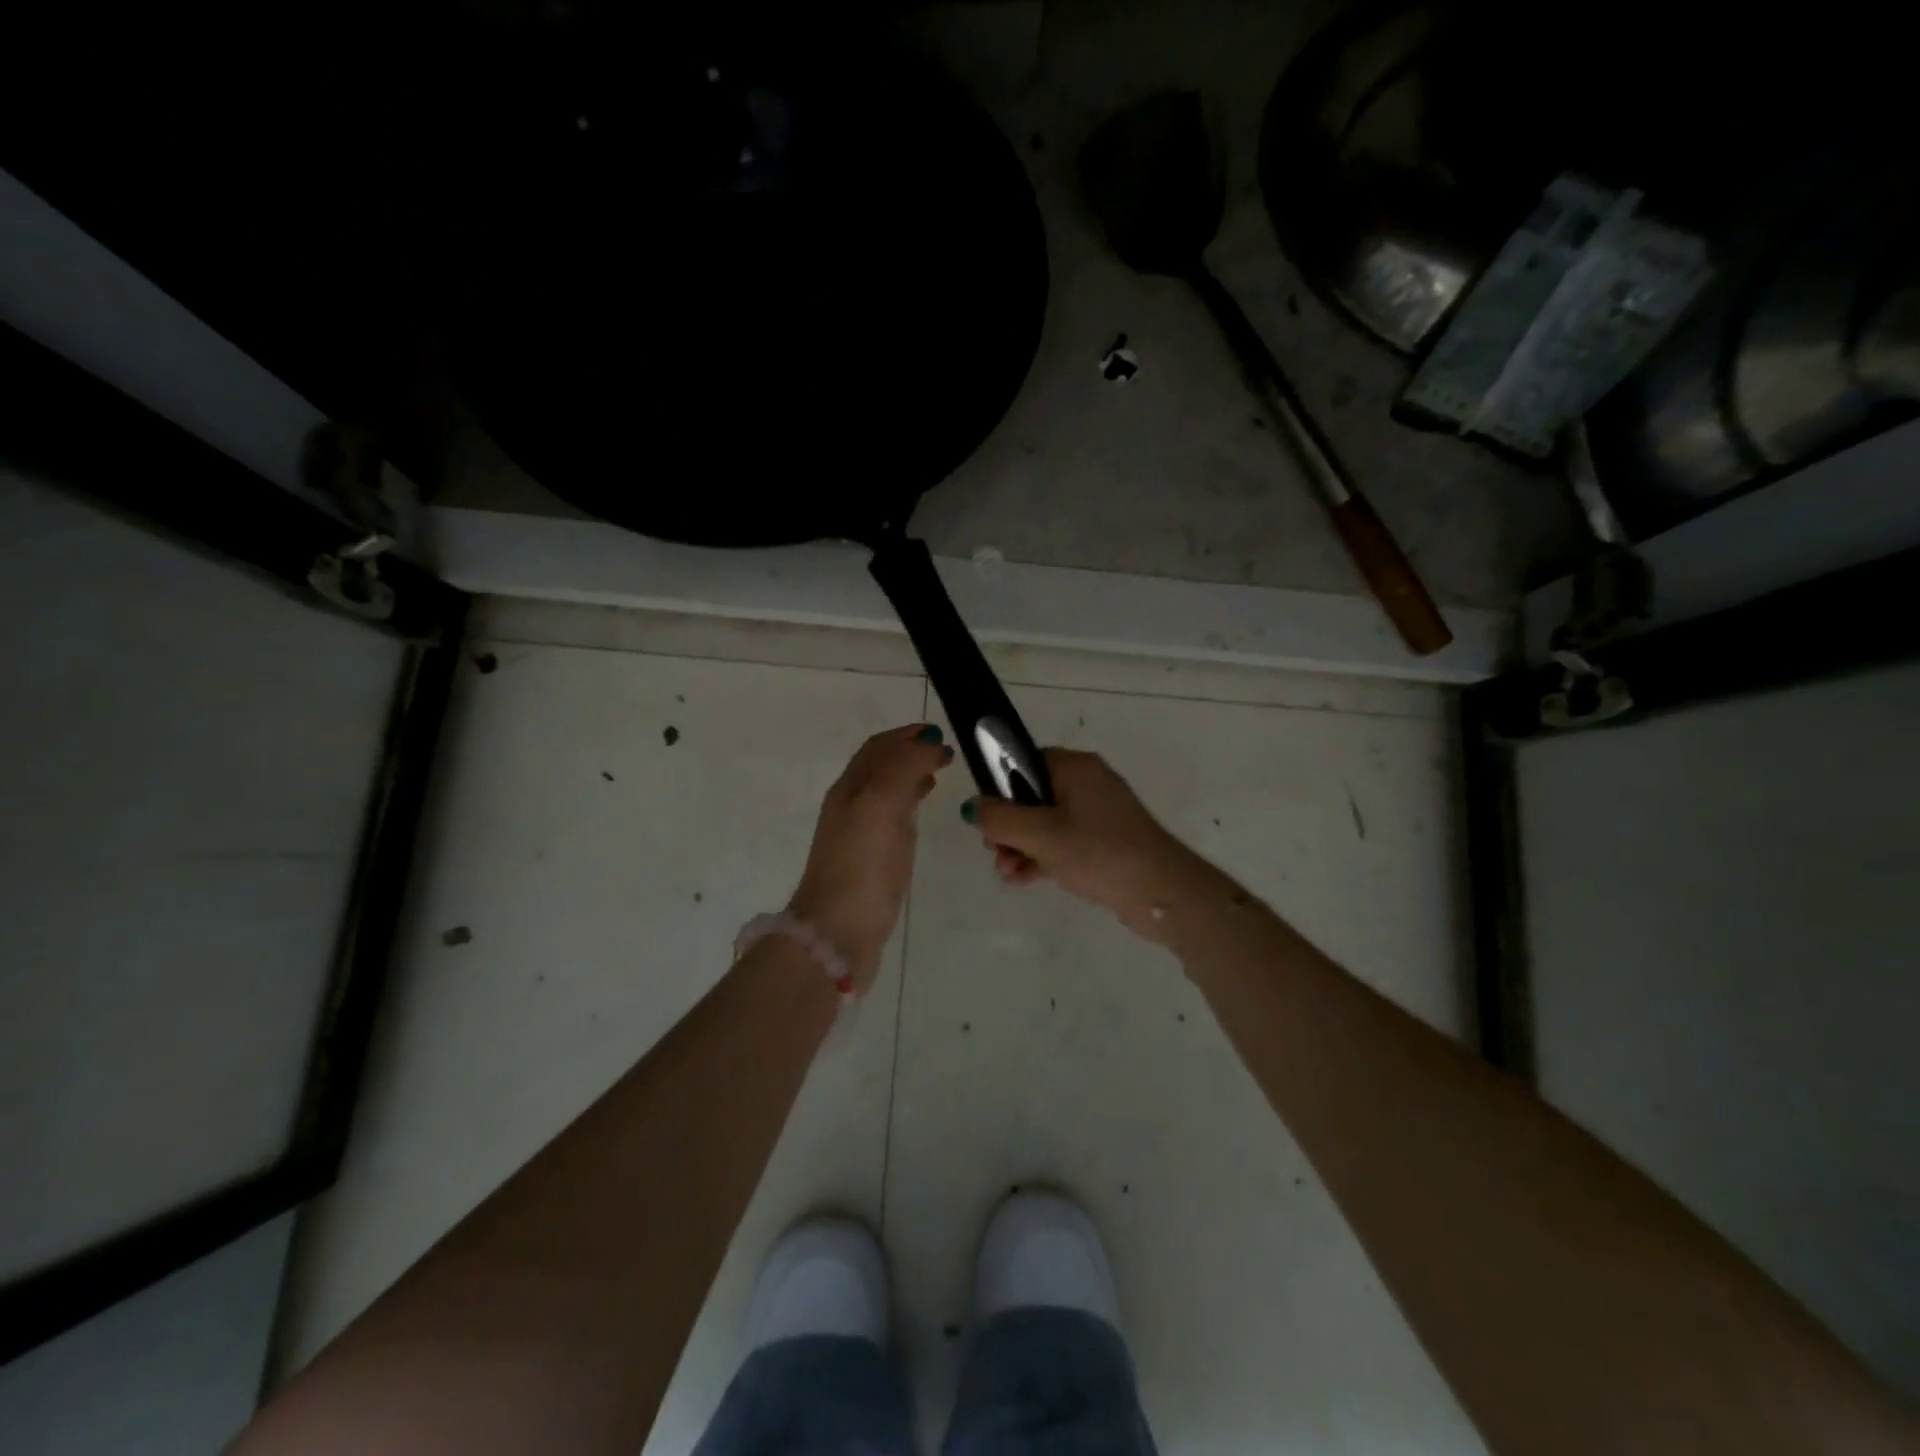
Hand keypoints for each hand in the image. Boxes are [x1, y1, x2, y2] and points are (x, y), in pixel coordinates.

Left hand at [786, 724, 953, 991]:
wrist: (838, 932)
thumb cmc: (862, 865)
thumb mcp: (882, 804)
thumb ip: (905, 767)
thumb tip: (928, 743)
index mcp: (850, 788)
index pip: (878, 748)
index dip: (907, 735)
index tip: (939, 733)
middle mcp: (851, 805)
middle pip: (879, 767)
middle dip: (909, 752)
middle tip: (944, 752)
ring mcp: (858, 835)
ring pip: (886, 791)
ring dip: (910, 776)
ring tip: (938, 774)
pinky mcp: (869, 861)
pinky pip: (891, 819)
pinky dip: (909, 804)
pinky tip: (920, 814)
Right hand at [968, 750, 1205, 943]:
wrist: (1162, 893)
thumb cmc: (1099, 852)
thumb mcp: (1040, 835)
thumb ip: (1000, 819)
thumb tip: (973, 807)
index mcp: (1075, 768)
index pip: (1024, 763)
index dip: (1000, 788)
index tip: (988, 819)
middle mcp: (1088, 784)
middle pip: (1032, 796)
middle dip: (1009, 827)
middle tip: (996, 853)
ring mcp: (1098, 815)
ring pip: (1045, 824)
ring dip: (1022, 847)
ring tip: (1009, 874)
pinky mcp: (1105, 843)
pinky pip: (1064, 843)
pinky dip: (1043, 858)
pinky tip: (1024, 881)